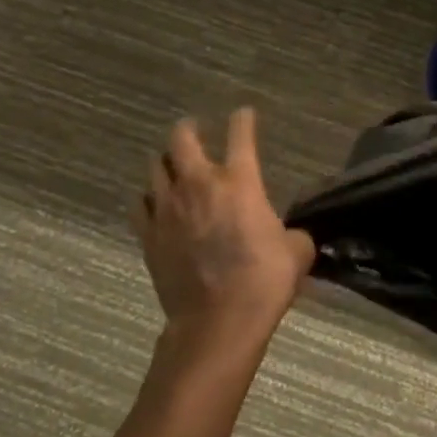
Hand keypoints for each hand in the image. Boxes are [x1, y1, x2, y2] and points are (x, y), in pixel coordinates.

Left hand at [135, 109, 315, 359]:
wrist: (218, 321)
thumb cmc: (264, 280)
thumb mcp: (297, 252)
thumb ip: (294, 234)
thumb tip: (292, 236)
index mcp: (240, 181)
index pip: (241, 134)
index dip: (243, 120)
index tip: (244, 115)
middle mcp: (199, 184)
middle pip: (182, 139)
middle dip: (188, 129)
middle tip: (194, 130)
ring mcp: (167, 208)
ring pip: (155, 167)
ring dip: (166, 162)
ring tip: (173, 167)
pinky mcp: (148, 235)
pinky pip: (140, 204)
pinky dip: (148, 198)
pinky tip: (156, 204)